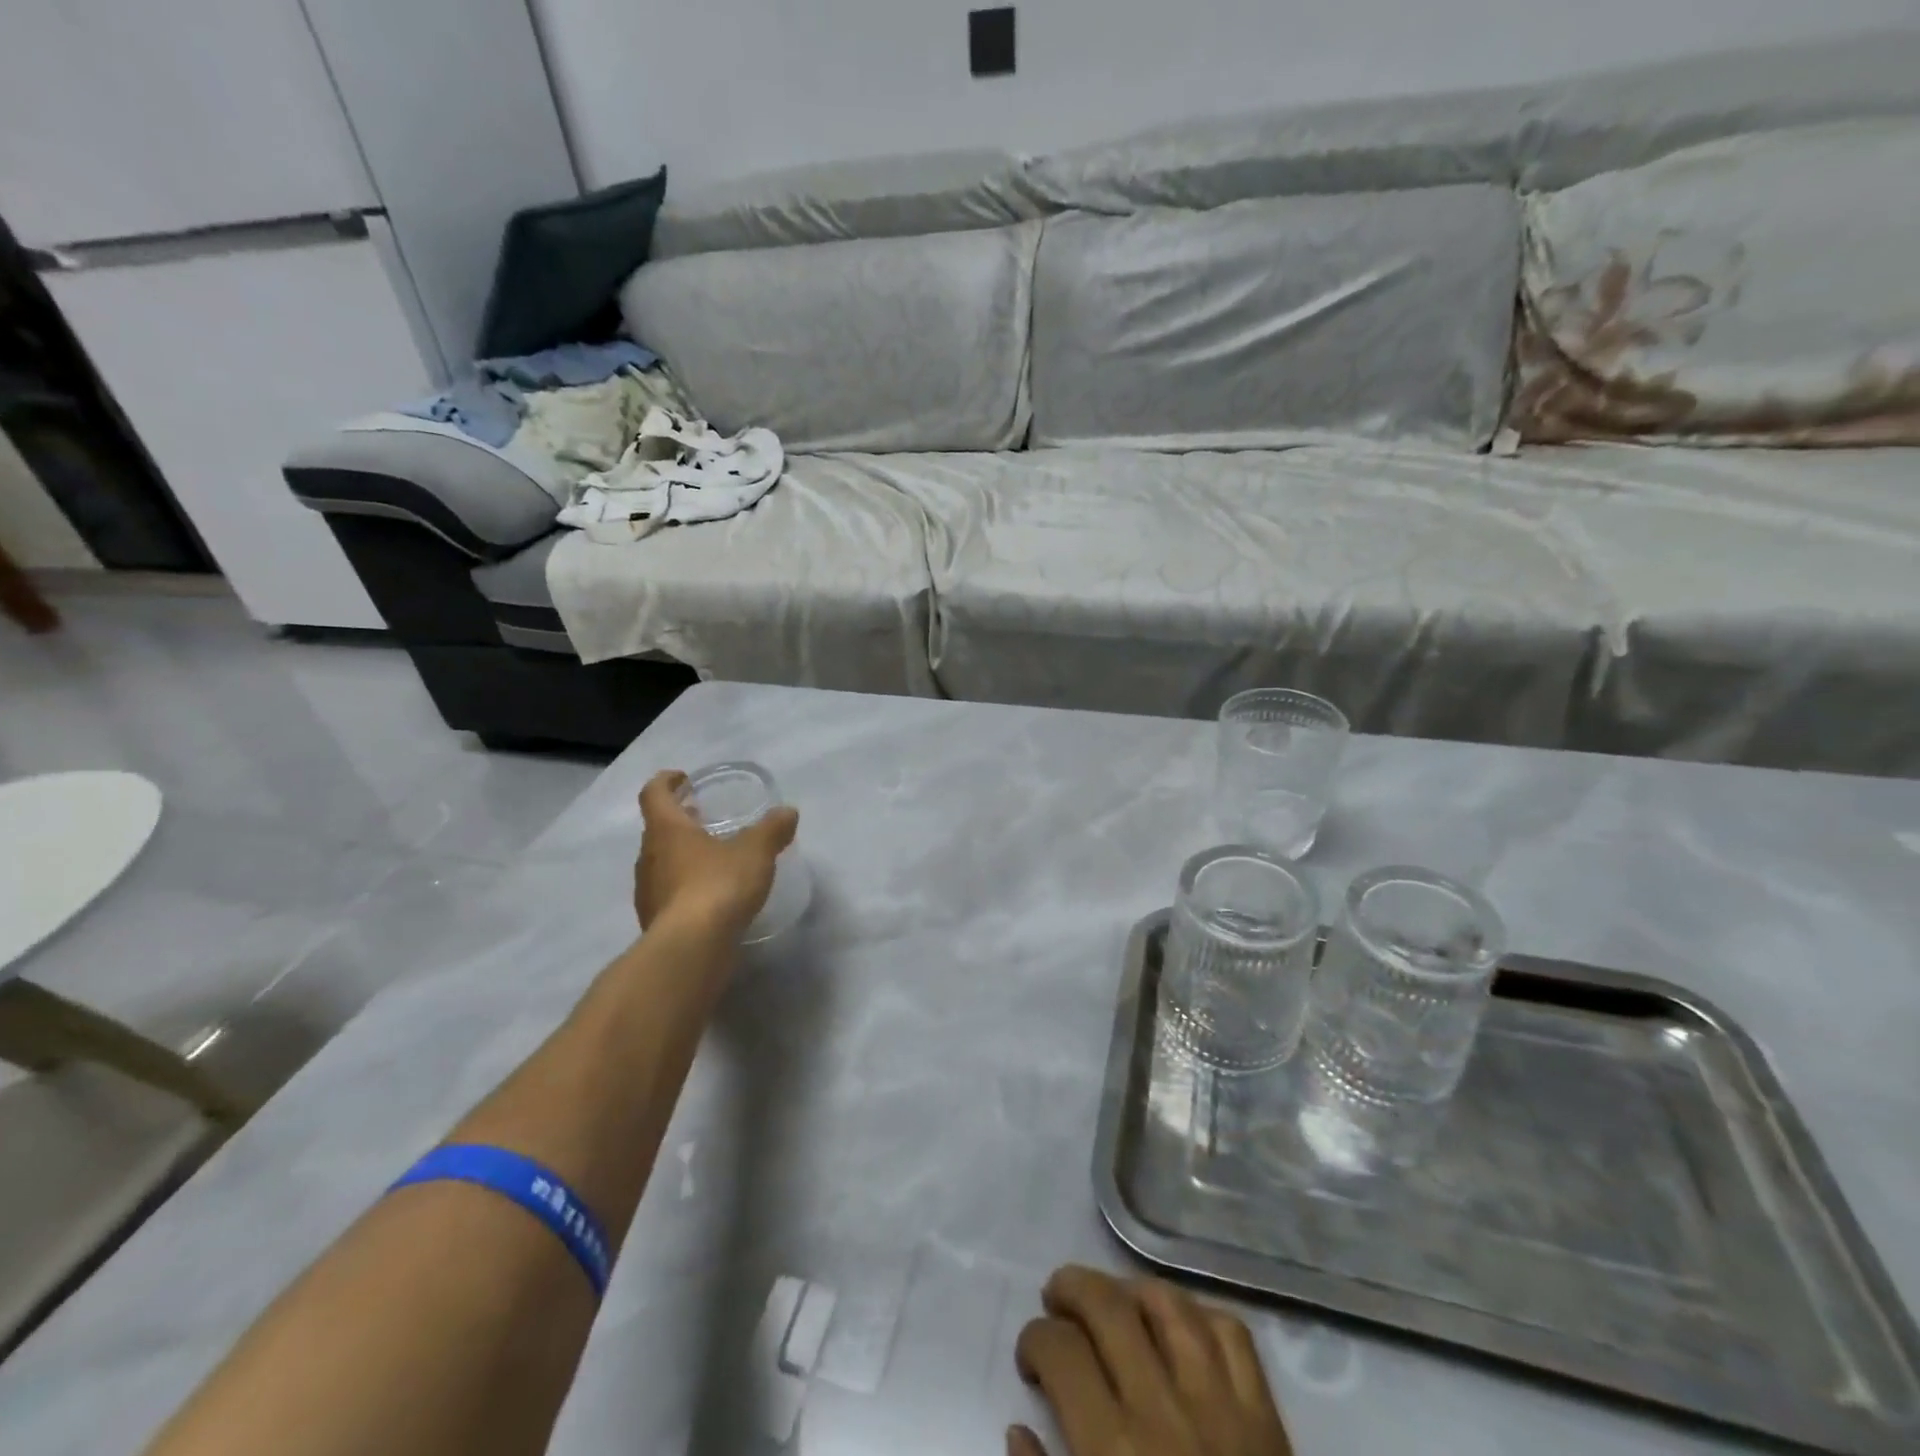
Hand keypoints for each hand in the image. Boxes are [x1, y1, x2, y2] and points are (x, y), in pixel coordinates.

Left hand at [634, 770, 799, 936]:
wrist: (691, 949)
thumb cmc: (718, 885)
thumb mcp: (755, 851)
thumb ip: (772, 829)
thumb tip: (787, 812)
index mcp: (666, 830)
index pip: (654, 795)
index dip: (666, 782)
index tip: (681, 778)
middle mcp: (649, 857)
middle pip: (657, 830)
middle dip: (679, 821)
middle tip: (703, 817)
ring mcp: (648, 893)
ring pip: (662, 864)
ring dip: (682, 855)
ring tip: (712, 858)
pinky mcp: (656, 923)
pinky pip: (669, 894)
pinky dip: (686, 888)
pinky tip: (711, 897)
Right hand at [1013, 1266, 1291, 1455]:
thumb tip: (1017, 1430)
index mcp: (1113, 1451)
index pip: (1061, 1352)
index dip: (1034, 1339)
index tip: (1029, 1357)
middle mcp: (1163, 1411)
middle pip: (1108, 1306)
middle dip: (1071, 1288)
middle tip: (1055, 1300)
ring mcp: (1222, 1407)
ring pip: (1168, 1304)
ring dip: (1130, 1289)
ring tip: (1111, 1300)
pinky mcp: (1267, 1420)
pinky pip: (1232, 1335)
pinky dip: (1199, 1315)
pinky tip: (1178, 1325)